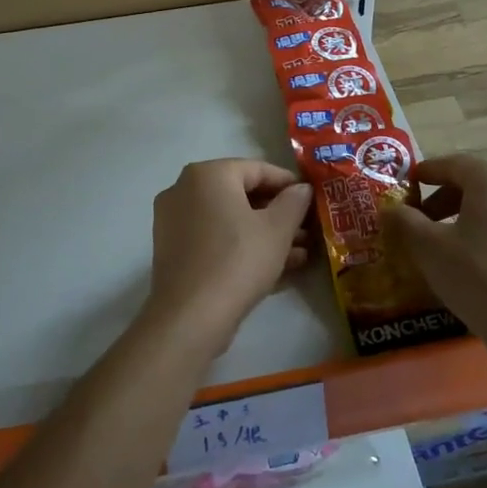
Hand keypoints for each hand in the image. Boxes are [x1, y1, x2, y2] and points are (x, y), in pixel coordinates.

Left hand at [148, 159, 312, 350]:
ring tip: (300, 253)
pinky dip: (242, 246)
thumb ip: (294, 202)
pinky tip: (275, 266)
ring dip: (265, 233)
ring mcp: (174, 220)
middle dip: (278, 213)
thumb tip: (302, 188)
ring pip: (229, 219)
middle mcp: (184, 189)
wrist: (190, 318)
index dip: (290, 185)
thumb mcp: (277, 229)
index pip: (258, 169)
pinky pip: (215, 238)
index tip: (313, 201)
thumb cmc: (238, 261)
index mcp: (207, 174)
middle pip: (242, 194)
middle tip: (308, 231)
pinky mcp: (173, 250)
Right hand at [386, 154, 486, 368]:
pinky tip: (474, 264)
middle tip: (420, 220)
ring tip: (444, 245)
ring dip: (465, 218)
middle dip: (444, 199)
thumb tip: (391, 208)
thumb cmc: (479, 278)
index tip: (407, 184)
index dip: (427, 172)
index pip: (454, 164)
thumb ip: (405, 222)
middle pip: (476, 184)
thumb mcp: (429, 248)